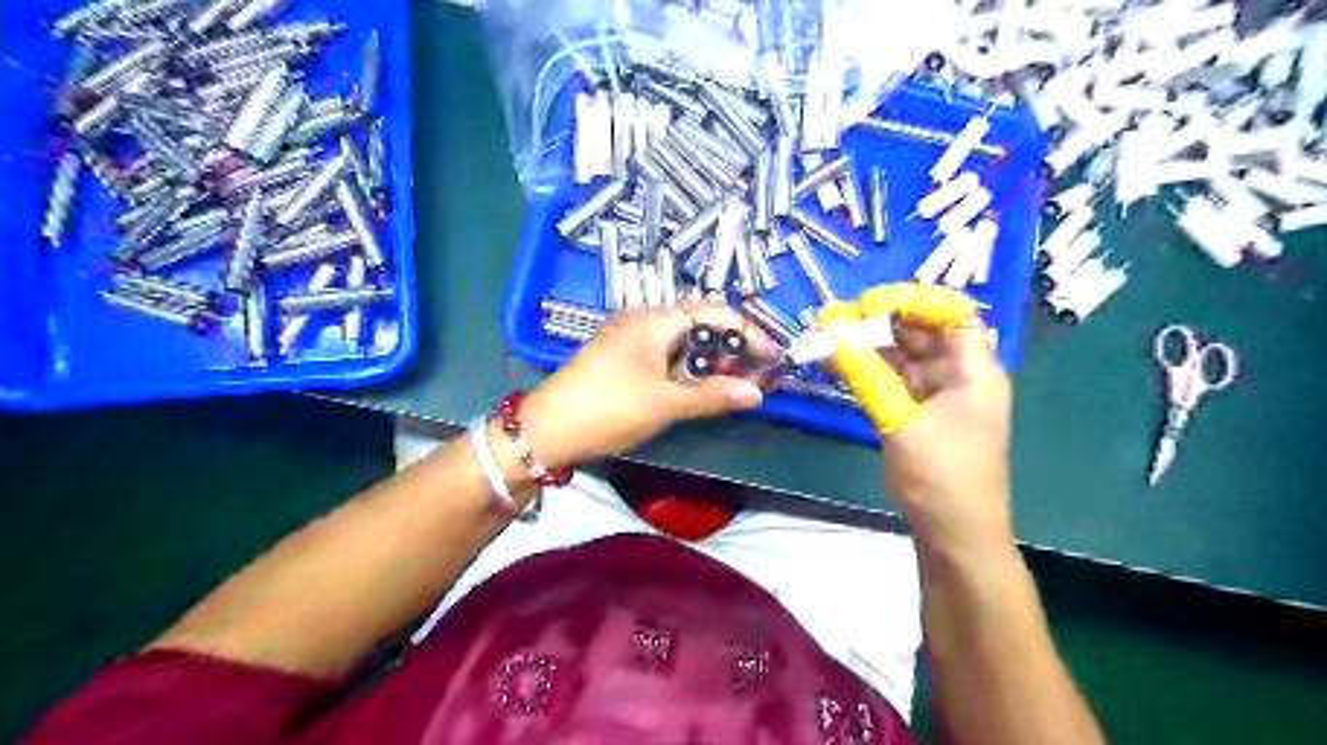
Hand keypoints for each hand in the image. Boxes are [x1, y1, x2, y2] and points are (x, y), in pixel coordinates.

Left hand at [518, 303, 768, 468]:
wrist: (549, 430)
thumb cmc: (610, 407)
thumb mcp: (666, 402)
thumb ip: (713, 395)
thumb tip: (757, 393)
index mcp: (655, 320)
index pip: (713, 313)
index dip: (746, 331)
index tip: (771, 355)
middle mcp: (644, 323)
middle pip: (699, 326)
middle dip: (731, 347)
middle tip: (757, 374)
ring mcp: (631, 343)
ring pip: (683, 345)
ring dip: (711, 362)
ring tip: (736, 385)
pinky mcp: (623, 363)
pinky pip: (666, 360)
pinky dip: (689, 372)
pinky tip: (701, 391)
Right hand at [822, 285, 1016, 545]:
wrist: (953, 533)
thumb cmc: (940, 477)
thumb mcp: (900, 422)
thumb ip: (867, 376)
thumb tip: (832, 336)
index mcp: (975, 372)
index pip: (953, 315)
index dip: (915, 300)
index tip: (871, 302)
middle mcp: (961, 377)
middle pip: (926, 332)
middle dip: (885, 321)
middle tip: (842, 316)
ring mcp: (941, 396)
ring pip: (907, 356)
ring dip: (874, 345)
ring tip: (835, 334)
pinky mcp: (921, 414)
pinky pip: (897, 380)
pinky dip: (872, 370)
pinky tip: (844, 362)